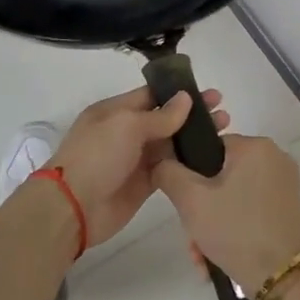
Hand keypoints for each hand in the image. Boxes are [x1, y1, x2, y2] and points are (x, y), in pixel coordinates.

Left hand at [48, 86, 230, 247]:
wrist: (74, 206)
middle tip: (224, 112)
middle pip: (164, 119)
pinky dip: (188, 163)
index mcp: (115, 111)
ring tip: (225, 131)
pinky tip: (211, 158)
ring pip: (170, 144)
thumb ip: (159, 115)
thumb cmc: (96, 156)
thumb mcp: (126, 126)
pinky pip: (169, 168)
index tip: (209, 93)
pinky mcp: (143, 184)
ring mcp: (135, 159)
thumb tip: (185, 99)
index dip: (179, 93)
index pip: (151, 95)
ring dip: (194, 138)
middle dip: (193, 115)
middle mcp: (125, 132)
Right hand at [154, 133, 299, 290]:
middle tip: (191, 238)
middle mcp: (275, 159)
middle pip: (220, 177)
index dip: (189, 175)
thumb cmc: (235, 230)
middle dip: (200, 210)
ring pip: (232, 197)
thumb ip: (168, 172)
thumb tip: (162, 162)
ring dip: (212, 224)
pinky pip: (249, 210)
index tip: (182, 205)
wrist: (281, 279)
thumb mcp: (191, 200)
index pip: (209, 148)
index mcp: (256, 147)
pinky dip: (232, 228)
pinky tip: (217, 257)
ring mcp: (285, 185)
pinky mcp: (288, 209)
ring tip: (202, 256)